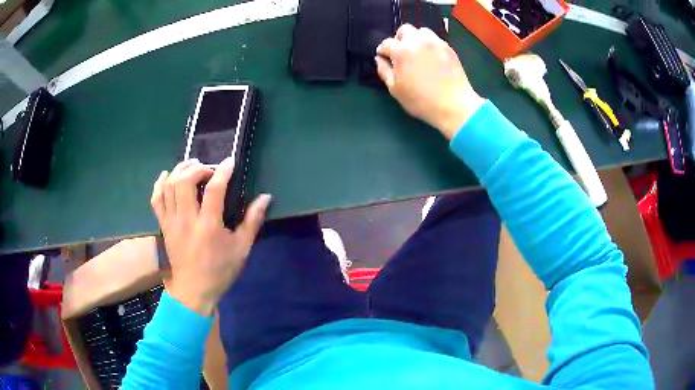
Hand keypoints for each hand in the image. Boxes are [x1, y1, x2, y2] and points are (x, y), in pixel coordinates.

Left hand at [151, 158, 270, 315]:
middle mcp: (186, 219)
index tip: (230, 162)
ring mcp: (171, 221)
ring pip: (169, 185)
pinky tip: (168, 176)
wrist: (193, 290)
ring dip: (180, 170)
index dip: (223, 171)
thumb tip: (265, 197)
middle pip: (185, 181)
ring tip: (192, 167)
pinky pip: (156, 198)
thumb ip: (252, 220)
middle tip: (209, 169)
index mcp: (208, 225)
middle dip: (198, 168)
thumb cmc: (220, 270)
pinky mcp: (163, 225)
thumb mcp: (241, 248)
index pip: (214, 189)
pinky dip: (160, 183)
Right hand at [375, 24, 484, 138]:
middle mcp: (417, 41)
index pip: (386, 43)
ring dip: (416, 39)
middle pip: (404, 30)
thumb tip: (380, 59)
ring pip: (421, 31)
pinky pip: (435, 39)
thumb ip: (384, 70)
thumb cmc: (421, 100)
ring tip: (417, 53)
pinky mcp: (448, 48)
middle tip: (401, 54)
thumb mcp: (395, 89)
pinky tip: (431, 58)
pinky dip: (429, 44)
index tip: (385, 59)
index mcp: (401, 51)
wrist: (454, 105)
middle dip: (399, 39)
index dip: (383, 52)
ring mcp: (435, 42)